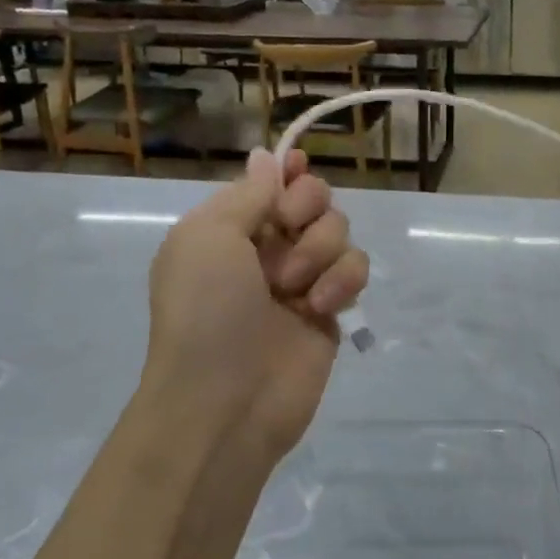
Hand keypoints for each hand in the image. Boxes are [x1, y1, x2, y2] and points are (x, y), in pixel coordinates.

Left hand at [144, 148, 369, 464]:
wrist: (225, 400)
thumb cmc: (205, 310)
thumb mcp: (209, 236)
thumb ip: (248, 194)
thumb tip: (266, 158)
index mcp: (229, 228)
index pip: (269, 182)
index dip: (288, 172)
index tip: (299, 167)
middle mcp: (266, 248)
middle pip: (312, 197)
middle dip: (307, 206)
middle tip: (289, 229)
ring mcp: (302, 279)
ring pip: (338, 230)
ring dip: (320, 249)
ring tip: (294, 287)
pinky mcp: (331, 308)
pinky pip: (355, 269)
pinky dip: (342, 281)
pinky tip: (320, 307)